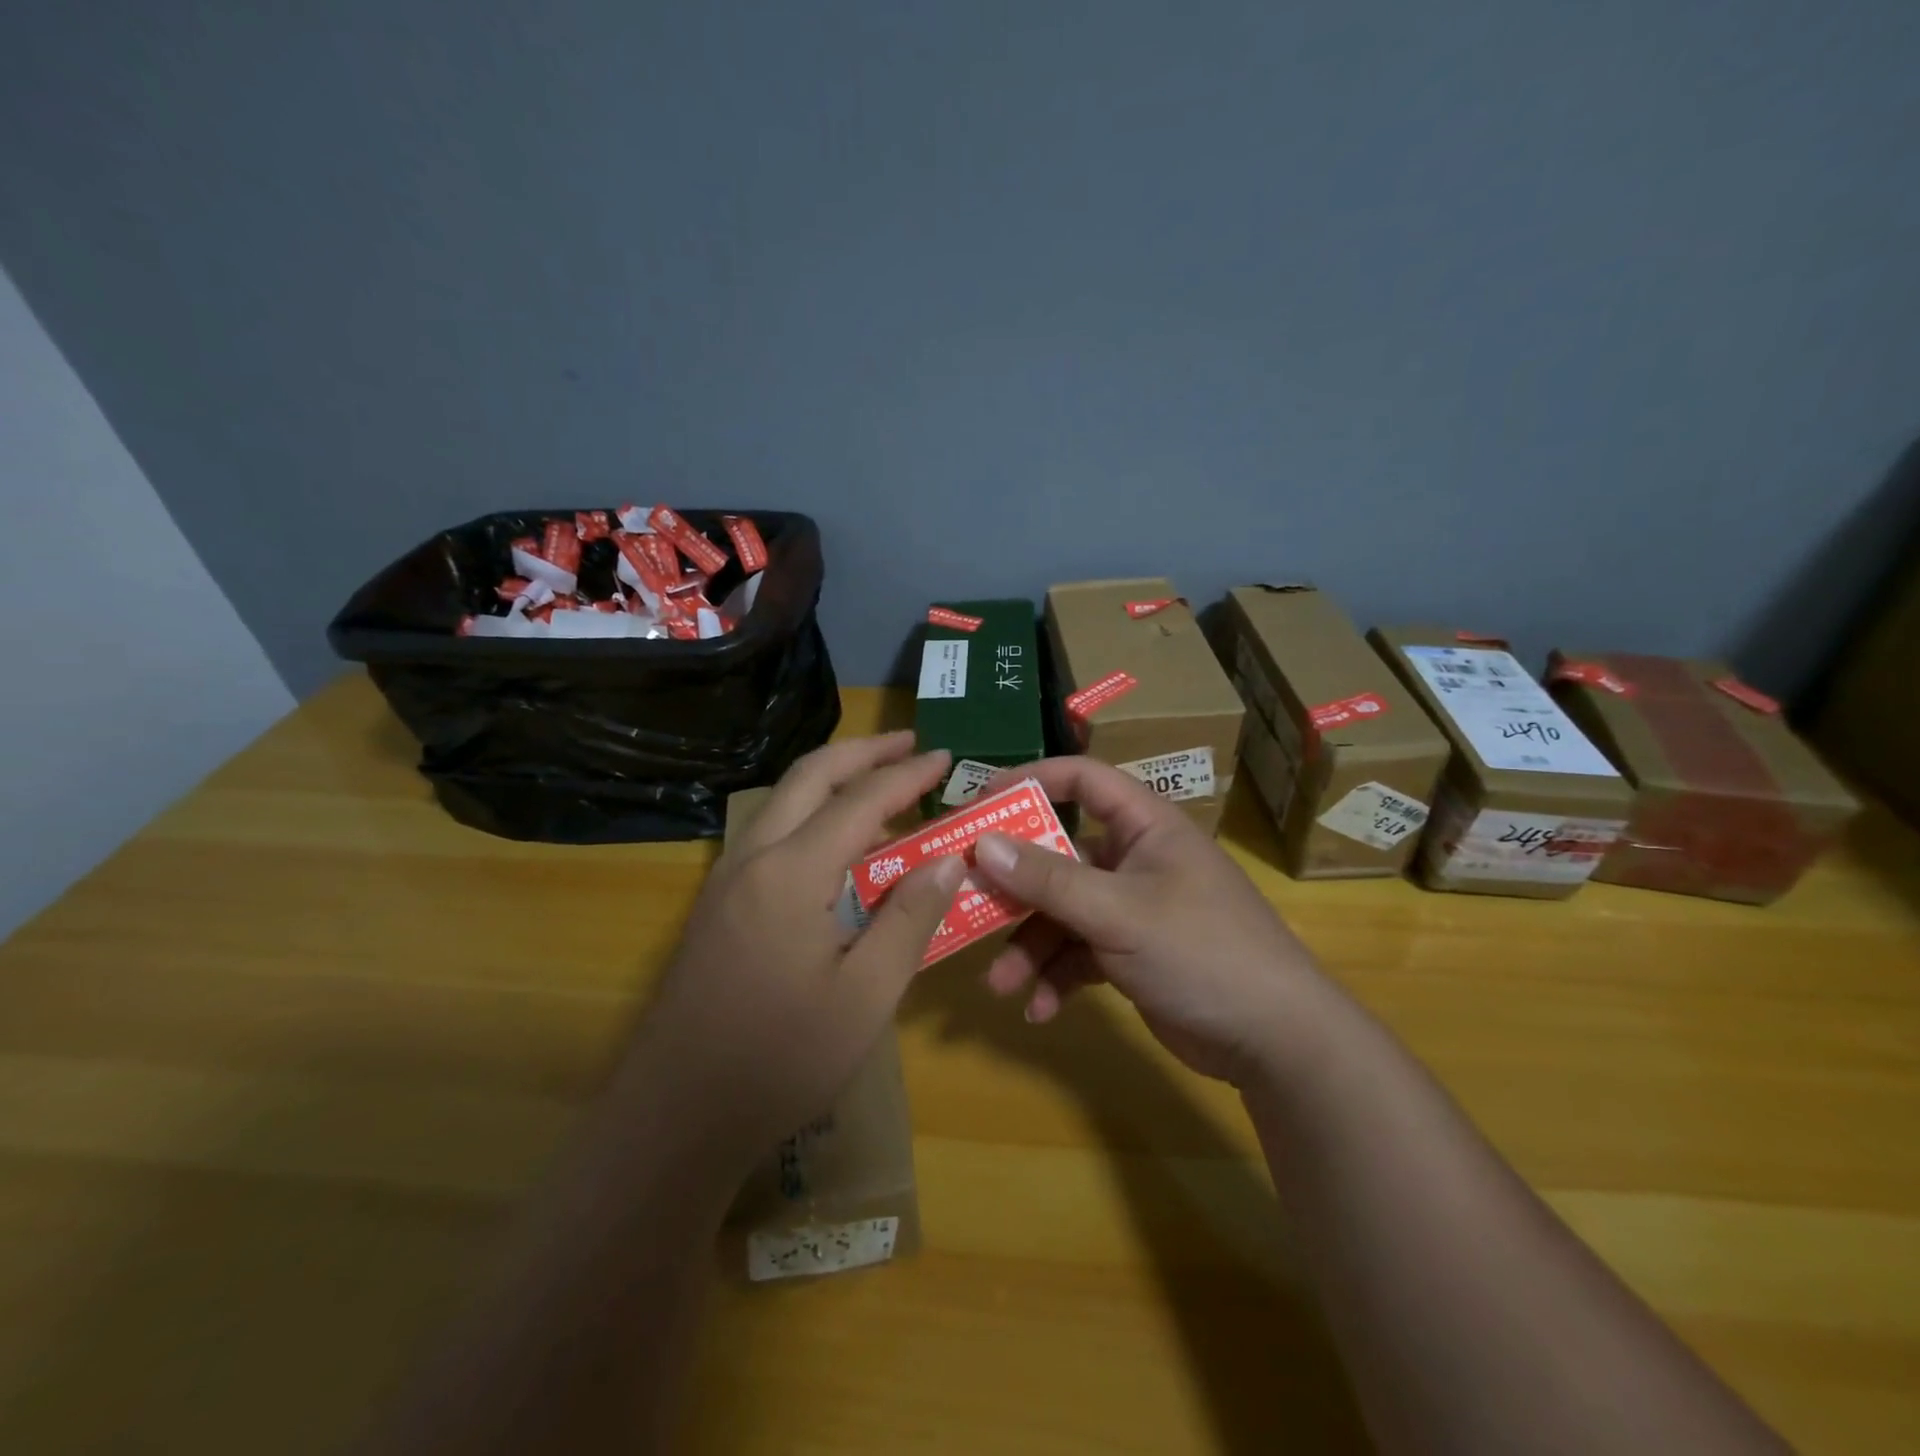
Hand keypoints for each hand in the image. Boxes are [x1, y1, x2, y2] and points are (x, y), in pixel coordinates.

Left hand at [624, 732, 964, 1166]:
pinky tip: (837, 843)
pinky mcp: (718, 903)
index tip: (946, 758)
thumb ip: (909, 920)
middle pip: (810, 776)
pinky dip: (810, 813)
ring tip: (879, 781)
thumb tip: (948, 860)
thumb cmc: (782, 1060)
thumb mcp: (866, 997)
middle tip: (910, 744)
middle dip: (863, 752)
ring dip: (832, 778)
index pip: (860, 801)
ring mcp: (727, 878)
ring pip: (783, 799)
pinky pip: (770, 831)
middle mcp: (753, 858)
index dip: (907, 775)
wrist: (677, 1114)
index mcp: (792, 873)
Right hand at [971, 757, 1324, 1084]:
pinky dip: (1057, 977)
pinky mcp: (1130, 952)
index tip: (979, 803)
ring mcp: (1131, 907)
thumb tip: (981, 844)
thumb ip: (1048, 879)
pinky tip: (1040, 1010)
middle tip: (965, 901)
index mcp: (1143, 826)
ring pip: (1062, 912)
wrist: (1275, 1040)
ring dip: (1030, 947)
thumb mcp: (1117, 912)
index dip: (1030, 781)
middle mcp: (1134, 859)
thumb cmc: (1201, 951)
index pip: (1081, 779)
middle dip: (1015, 888)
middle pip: (1058, 855)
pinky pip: (1078, 953)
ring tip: (1002, 985)